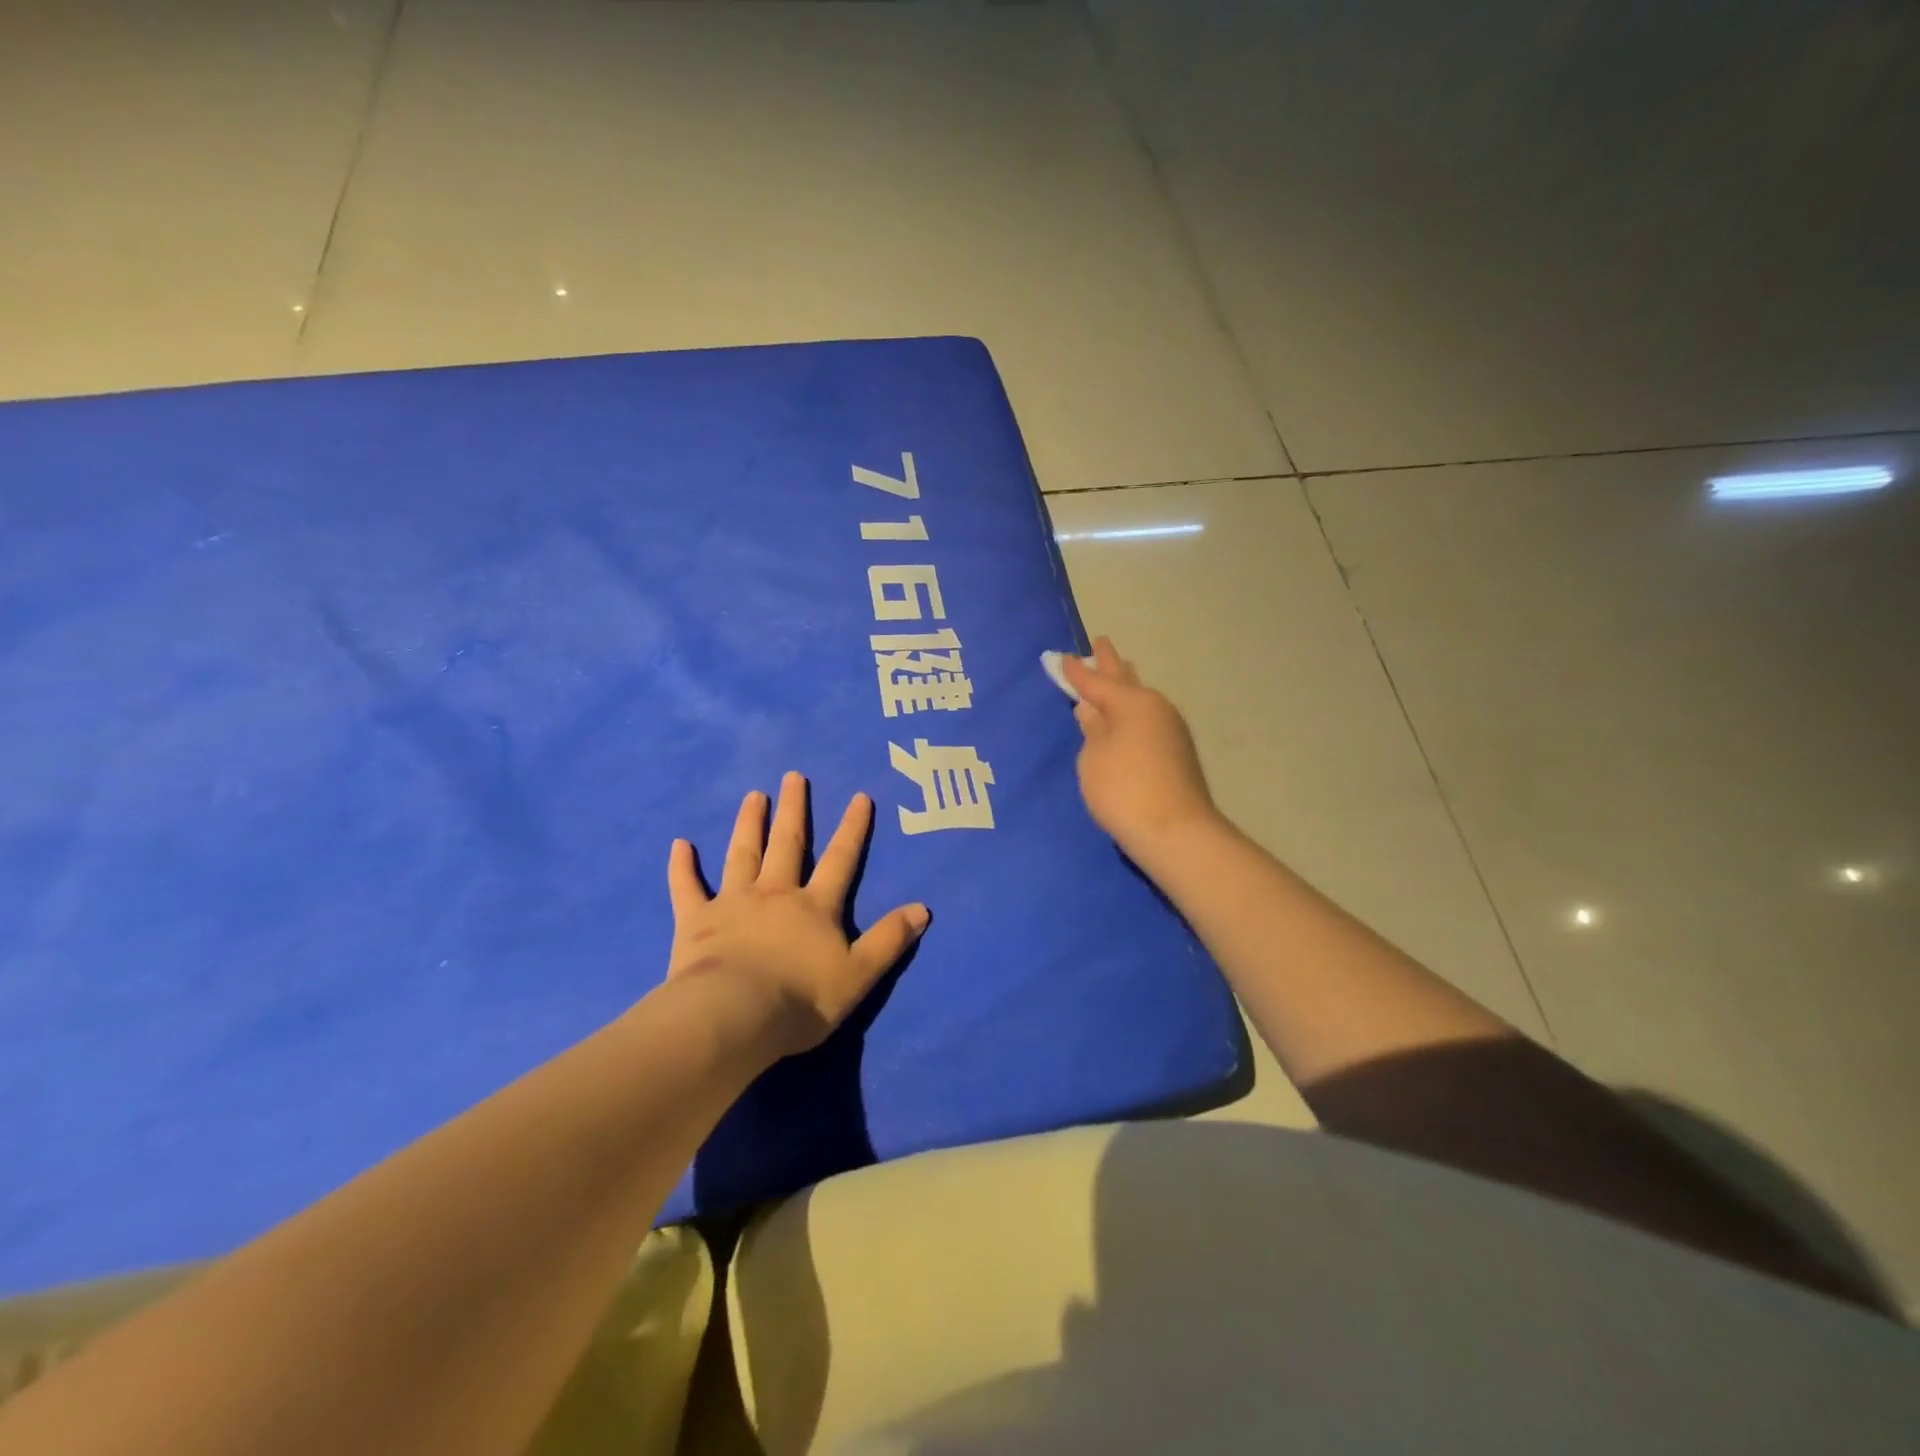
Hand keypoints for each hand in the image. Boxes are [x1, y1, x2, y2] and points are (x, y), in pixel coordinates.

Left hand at [667, 772, 928, 1058]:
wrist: (735, 1016)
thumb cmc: (801, 999)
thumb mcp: (859, 974)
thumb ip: (889, 940)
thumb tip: (923, 908)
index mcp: (815, 906)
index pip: (840, 859)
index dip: (852, 829)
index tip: (859, 796)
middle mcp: (775, 893)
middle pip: (787, 843)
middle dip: (793, 809)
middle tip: (793, 776)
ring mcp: (733, 903)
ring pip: (742, 854)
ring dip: (749, 824)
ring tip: (754, 796)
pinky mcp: (696, 921)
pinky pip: (687, 888)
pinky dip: (683, 867)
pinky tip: (680, 844)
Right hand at [1062, 637, 1219, 857]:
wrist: (1175, 833)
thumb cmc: (1124, 790)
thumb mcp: (1093, 758)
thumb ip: (1091, 730)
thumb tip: (1091, 710)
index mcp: (1132, 703)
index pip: (1095, 682)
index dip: (1076, 671)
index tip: (1062, 657)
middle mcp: (1155, 709)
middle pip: (1126, 680)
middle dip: (1110, 664)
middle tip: (1100, 643)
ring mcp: (1170, 730)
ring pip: (1140, 699)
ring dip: (1125, 686)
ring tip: (1115, 673)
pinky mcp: (1176, 753)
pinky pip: (1147, 719)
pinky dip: (1133, 711)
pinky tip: (1127, 716)